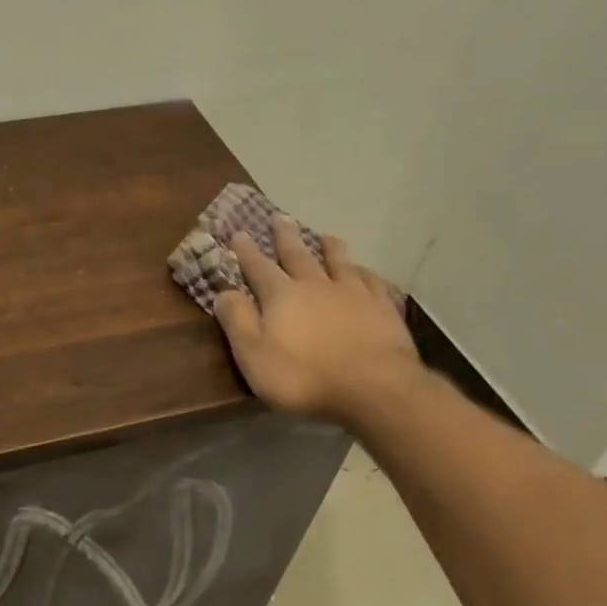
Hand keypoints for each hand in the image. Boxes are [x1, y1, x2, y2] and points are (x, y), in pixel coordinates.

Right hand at [213, 218, 420, 422]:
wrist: (372, 387)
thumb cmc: (303, 377)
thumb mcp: (253, 355)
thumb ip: (237, 321)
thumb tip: (223, 291)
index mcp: (281, 295)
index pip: (258, 267)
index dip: (246, 251)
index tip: (238, 233)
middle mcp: (316, 285)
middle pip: (298, 255)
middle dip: (286, 237)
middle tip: (281, 218)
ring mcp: (353, 293)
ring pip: (339, 262)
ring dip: (329, 247)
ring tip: (325, 235)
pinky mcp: (382, 308)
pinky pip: (371, 281)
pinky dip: (364, 272)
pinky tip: (364, 271)